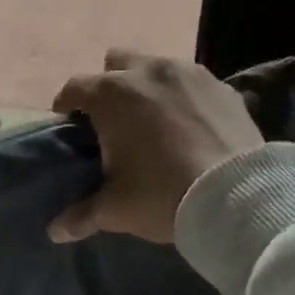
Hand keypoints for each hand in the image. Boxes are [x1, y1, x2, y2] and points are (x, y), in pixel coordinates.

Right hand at [48, 50, 262, 245]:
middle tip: (114, 122)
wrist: (239, 196)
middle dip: (109, 86)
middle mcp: (147, 71)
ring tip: (155, 122)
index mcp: (111, 95)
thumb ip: (82, 215)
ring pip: (156, 67)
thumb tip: (56, 231)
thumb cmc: (162, 195)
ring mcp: (188, 73)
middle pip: (115, 63)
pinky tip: (191, 126)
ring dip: (148, 87)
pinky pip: (192, 82)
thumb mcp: (116, 210)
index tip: (70, 129)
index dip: (67, 108)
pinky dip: (184, 97)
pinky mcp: (222, 85)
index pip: (73, 89)